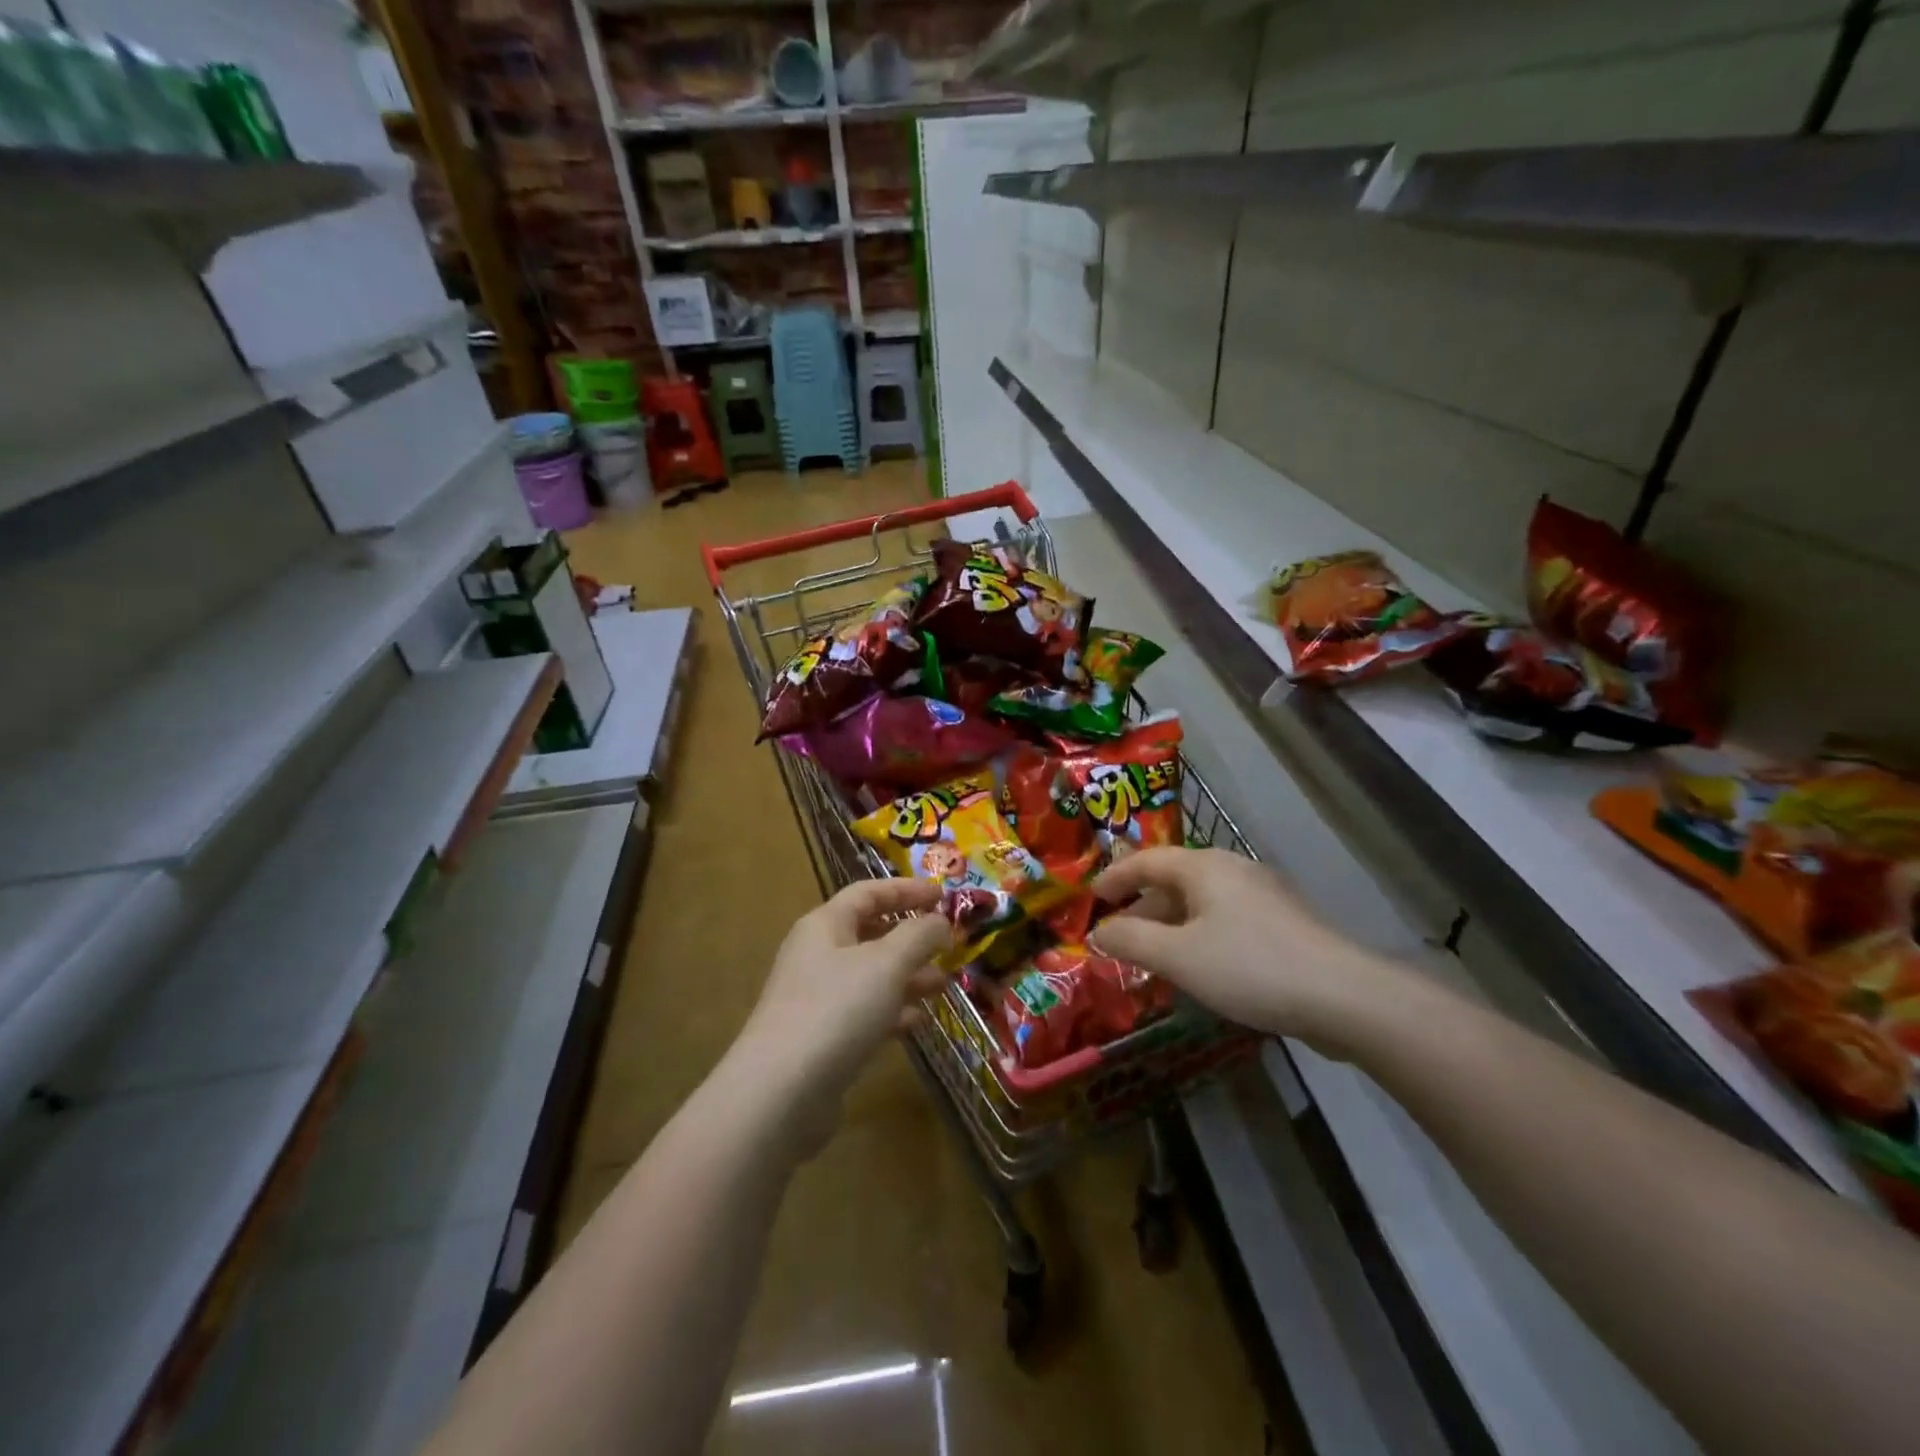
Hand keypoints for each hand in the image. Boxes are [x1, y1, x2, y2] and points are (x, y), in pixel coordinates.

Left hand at [738, 878, 951, 1109]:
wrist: (780, 1093)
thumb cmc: (837, 1009)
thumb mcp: (887, 963)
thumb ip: (919, 935)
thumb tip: (940, 922)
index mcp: (825, 926)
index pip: (868, 893)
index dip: (906, 890)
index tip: (943, 896)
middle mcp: (817, 956)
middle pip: (869, 933)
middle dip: (910, 937)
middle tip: (947, 945)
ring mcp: (817, 999)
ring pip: (870, 976)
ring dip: (907, 976)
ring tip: (943, 984)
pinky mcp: (822, 1039)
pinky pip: (864, 1013)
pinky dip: (892, 1011)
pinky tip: (919, 1021)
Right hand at [1090, 848, 1396, 1046]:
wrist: (1343, 996)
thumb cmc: (1249, 967)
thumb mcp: (1178, 956)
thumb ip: (1131, 940)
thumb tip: (1099, 932)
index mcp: (1204, 867)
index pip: (1146, 861)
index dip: (1115, 877)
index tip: (1091, 897)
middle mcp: (1232, 869)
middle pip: (1174, 879)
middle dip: (1142, 906)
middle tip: (1118, 933)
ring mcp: (1262, 895)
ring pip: (1201, 902)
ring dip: (1171, 924)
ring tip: (1153, 955)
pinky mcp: (1283, 923)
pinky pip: (1225, 919)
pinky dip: (1199, 935)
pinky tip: (1199, 967)